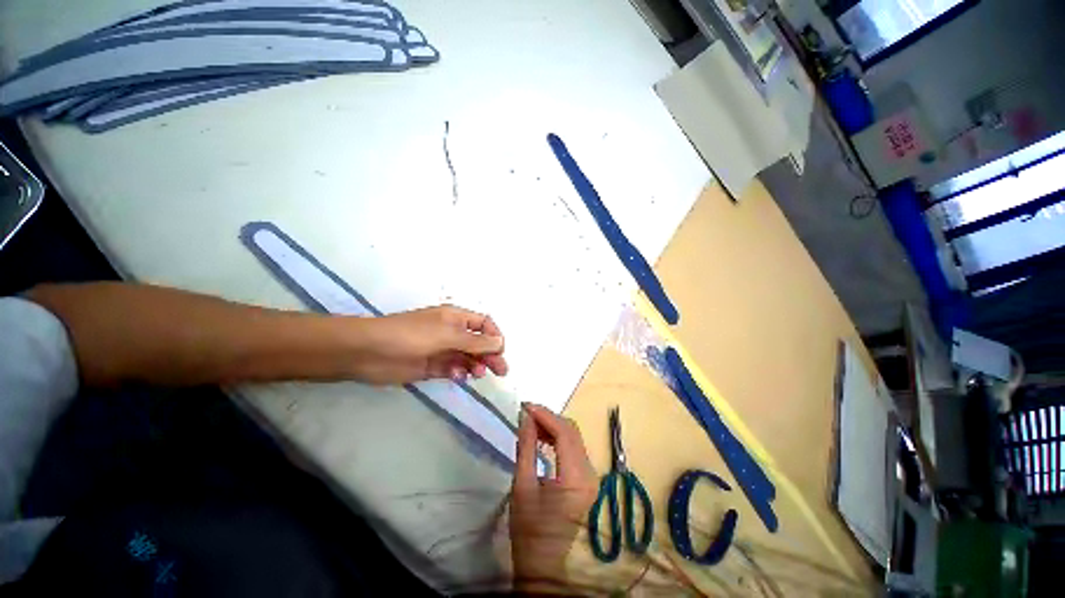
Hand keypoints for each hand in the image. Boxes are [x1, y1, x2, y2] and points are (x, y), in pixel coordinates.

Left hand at [352, 305, 507, 384]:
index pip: (483, 324)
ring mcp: (441, 350)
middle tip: (501, 371)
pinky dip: (459, 373)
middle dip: (490, 354)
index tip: (501, 351)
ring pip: (467, 357)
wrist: (369, 351)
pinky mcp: (431, 367)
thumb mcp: (447, 334)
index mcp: (456, 318)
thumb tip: (500, 342)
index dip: (494, 336)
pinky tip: (459, 377)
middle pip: (478, 343)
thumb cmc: (411, 335)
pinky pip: (453, 369)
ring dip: (476, 365)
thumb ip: (475, 341)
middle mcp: (451, 332)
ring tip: (477, 374)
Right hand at [510, 403, 597, 590]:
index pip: (564, 432)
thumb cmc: (529, 531)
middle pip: (572, 431)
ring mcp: (591, 476)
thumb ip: (526, 447)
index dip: (545, 415)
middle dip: (549, 417)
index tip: (525, 406)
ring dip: (554, 426)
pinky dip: (559, 437)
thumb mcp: (522, 486)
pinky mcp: (587, 479)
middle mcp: (589, 473)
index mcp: (575, 477)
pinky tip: (543, 437)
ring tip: (531, 423)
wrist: (544, 566)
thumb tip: (525, 417)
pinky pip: (575, 448)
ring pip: (575, 437)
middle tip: (526, 413)